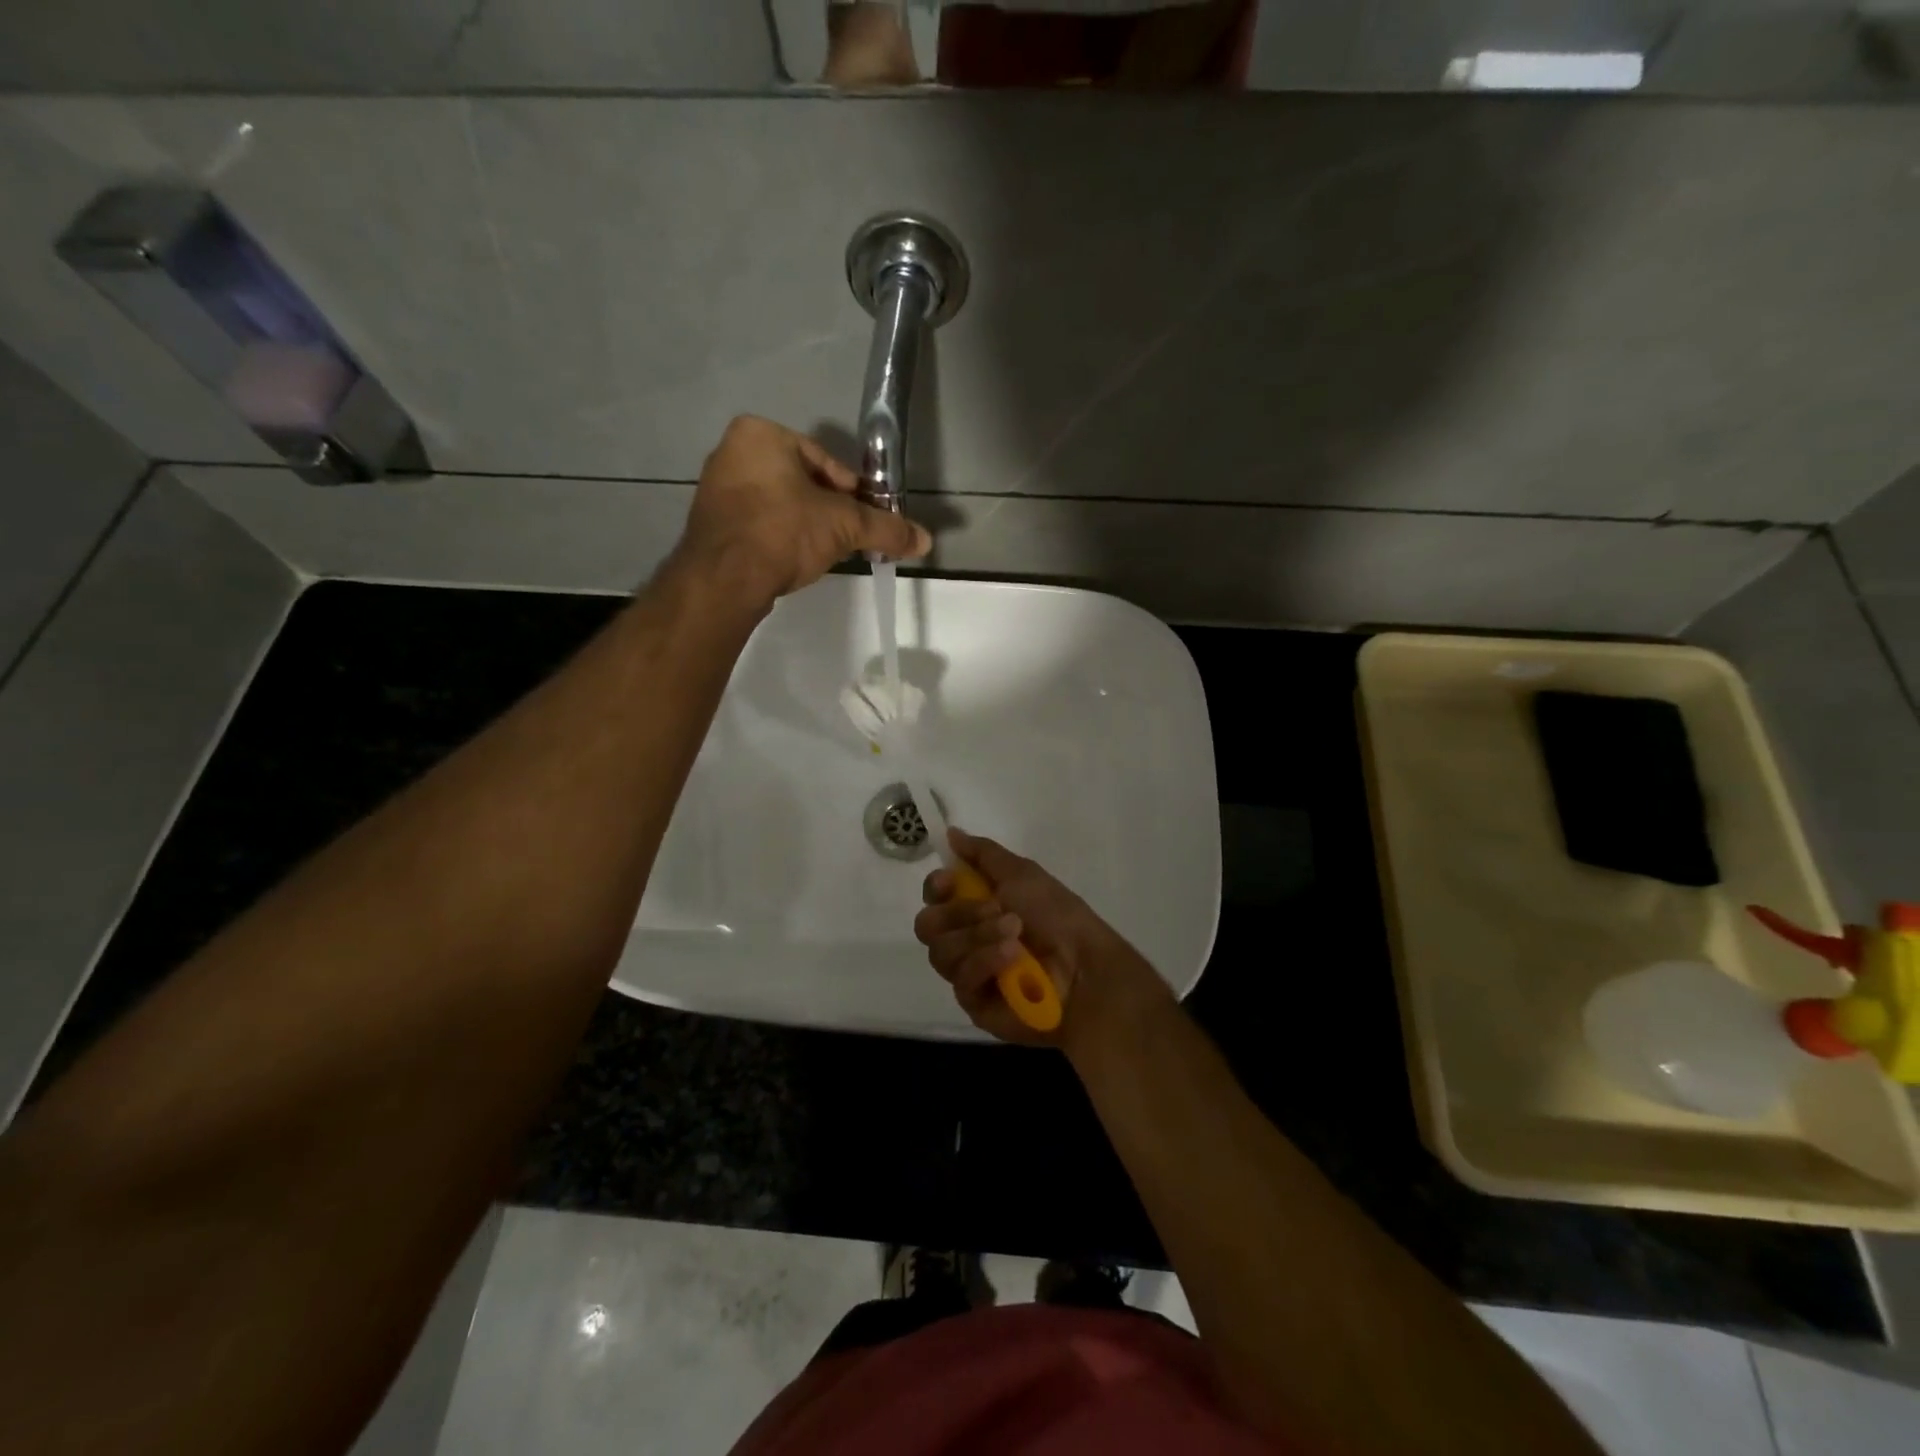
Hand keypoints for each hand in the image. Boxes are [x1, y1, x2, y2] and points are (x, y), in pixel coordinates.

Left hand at [670, 416, 930, 608]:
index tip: (863, 518)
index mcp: (760, 433)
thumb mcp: (844, 526)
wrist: (724, 578)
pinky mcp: (709, 523)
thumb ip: (885, 529)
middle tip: (845, 538)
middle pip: (800, 481)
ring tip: (821, 553)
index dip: (851, 492)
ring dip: (804, 525)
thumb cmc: (784, 532)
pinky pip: (756, 524)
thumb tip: (925, 540)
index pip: (823, 460)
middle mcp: (731, 451)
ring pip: (778, 503)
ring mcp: (715, 488)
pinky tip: (791, 561)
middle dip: (826, 510)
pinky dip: (777, 538)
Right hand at [914, 828, 1171, 1050]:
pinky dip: (985, 961)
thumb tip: (951, 832)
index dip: (935, 887)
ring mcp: (968, 971)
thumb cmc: (1057, 915)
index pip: (934, 896)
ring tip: (1015, 933)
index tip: (949, 881)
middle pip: (928, 924)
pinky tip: (1012, 957)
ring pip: (941, 952)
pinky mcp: (974, 1002)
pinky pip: (961, 978)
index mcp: (976, 904)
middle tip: (996, 908)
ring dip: (978, 936)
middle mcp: (966, 937)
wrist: (1085, 967)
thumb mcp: (1022, 873)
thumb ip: (982, 854)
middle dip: (959, 912)